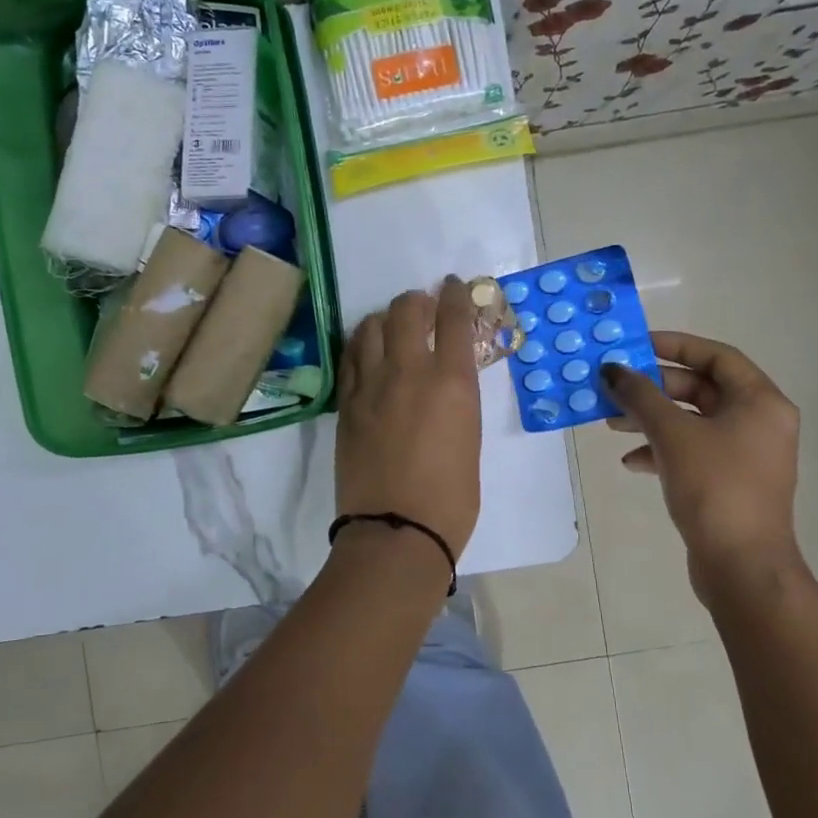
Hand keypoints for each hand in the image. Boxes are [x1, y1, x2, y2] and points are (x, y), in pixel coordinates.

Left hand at [336, 278, 483, 561]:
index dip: (457, 295)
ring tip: (391, 329)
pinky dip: (360, 345)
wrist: (396, 531)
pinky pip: (349, 358)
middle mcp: (410, 372)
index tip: (456, 286)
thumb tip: (447, 384)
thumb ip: (458, 401)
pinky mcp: (346, 404)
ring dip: (384, 319)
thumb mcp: (471, 440)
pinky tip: (366, 352)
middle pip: (406, 310)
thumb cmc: (451, 498)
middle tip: (423, 308)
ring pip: (370, 326)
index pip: (455, 318)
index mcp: (452, 382)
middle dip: (417, 300)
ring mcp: (371, 386)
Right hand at [600, 334, 803, 597]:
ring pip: (692, 422)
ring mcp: (746, 454)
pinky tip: (631, 461)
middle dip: (654, 389)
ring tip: (612, 424)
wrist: (742, 565)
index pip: (716, 356)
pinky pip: (692, 451)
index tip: (635, 345)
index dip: (674, 345)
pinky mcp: (730, 481)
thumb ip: (640, 396)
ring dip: (652, 419)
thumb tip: (612, 369)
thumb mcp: (672, 434)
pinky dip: (662, 450)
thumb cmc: (715, 487)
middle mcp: (759, 422)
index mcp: (760, 401)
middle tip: (615, 389)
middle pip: (701, 389)